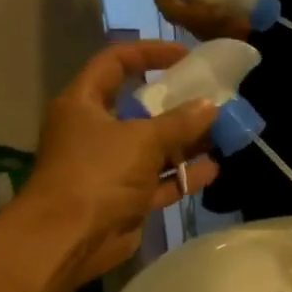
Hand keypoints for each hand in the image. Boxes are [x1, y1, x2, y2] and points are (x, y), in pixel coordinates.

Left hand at [16, 40, 219, 280]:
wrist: (71, 237)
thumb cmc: (97, 175)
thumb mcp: (141, 140)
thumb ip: (178, 123)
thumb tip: (210, 106)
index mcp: (84, 104)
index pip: (115, 64)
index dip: (148, 54)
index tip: (185, 57)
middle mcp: (96, 131)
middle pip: (139, 109)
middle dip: (176, 106)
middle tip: (211, 100)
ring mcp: (111, 167)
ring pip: (153, 148)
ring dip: (185, 143)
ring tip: (220, 134)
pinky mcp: (126, 198)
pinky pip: (159, 181)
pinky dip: (182, 176)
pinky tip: (213, 169)